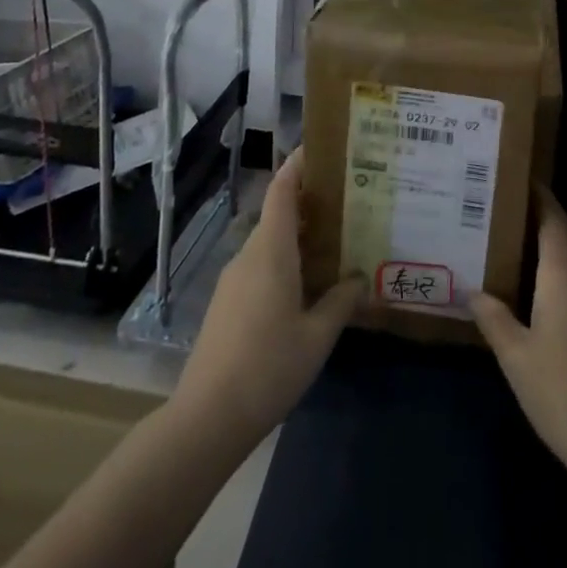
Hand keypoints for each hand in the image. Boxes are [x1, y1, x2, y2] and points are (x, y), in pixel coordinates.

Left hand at [173, 147, 360, 442]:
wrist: (206, 418)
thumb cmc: (268, 367)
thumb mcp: (317, 337)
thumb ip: (341, 302)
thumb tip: (360, 278)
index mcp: (271, 250)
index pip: (281, 190)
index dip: (298, 165)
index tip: (320, 148)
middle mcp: (249, 255)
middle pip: (278, 213)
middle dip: (309, 202)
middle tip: (347, 201)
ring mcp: (234, 279)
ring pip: (269, 241)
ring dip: (298, 235)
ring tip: (334, 242)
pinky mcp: (227, 303)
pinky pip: (260, 265)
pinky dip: (284, 260)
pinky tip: (305, 284)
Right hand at [471, 189, 566, 490]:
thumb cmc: (562, 391)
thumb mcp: (515, 356)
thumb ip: (494, 318)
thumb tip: (474, 291)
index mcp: (564, 271)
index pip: (553, 217)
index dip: (538, 195)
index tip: (514, 179)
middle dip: (544, 214)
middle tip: (507, 212)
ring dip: (555, 240)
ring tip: (517, 244)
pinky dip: (564, 264)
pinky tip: (541, 287)